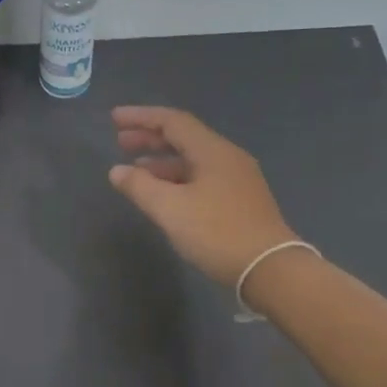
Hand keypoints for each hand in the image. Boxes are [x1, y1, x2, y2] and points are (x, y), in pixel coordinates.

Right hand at [108, 106, 298, 286]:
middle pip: (184, 137)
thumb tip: (116, 171)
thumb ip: (140, 186)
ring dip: (162, 160)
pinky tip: (163, 194)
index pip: (172, 121)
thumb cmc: (217, 233)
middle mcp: (227, 157)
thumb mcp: (170, 209)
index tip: (114, 118)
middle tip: (120, 142)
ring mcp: (237, 179)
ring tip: (135, 170)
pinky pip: (202, 177)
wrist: (271, 270)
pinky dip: (177, 178)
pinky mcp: (240, 200)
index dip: (141, 117)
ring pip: (193, 159)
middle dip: (150, 137)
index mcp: (212, 151)